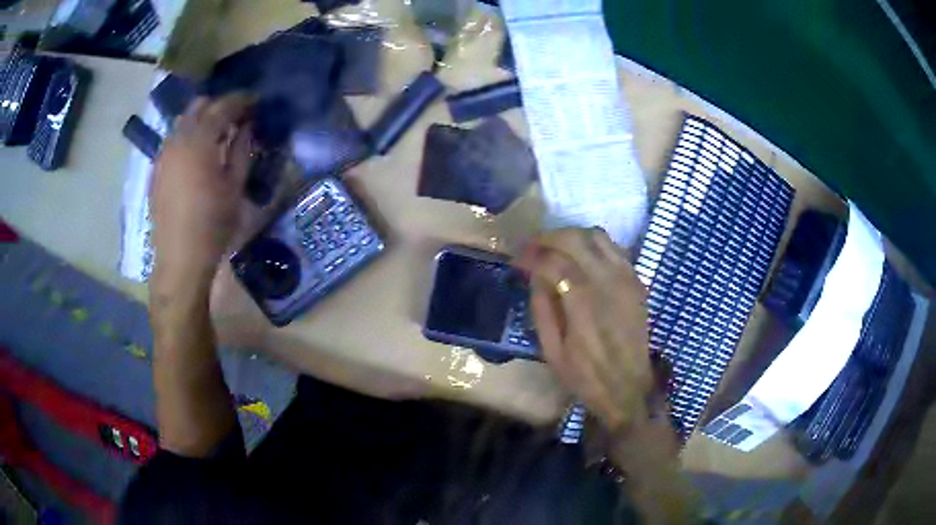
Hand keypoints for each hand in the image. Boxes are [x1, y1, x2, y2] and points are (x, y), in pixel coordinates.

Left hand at [150, 94, 255, 287]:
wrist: (179, 259)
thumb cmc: (212, 224)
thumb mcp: (234, 186)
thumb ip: (241, 149)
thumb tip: (247, 126)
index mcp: (199, 140)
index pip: (222, 106)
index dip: (241, 100)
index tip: (256, 101)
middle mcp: (177, 139)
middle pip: (199, 106)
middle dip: (219, 106)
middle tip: (237, 117)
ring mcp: (163, 154)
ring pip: (183, 122)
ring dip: (202, 120)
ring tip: (218, 134)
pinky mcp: (157, 169)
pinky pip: (173, 140)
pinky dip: (188, 136)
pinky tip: (198, 153)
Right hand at [516, 228, 653, 433]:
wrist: (628, 387)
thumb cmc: (586, 375)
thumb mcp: (551, 349)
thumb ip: (541, 307)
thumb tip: (534, 274)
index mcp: (584, 302)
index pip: (553, 261)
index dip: (531, 254)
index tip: (517, 259)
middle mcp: (608, 281)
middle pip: (575, 238)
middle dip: (548, 237)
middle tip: (532, 248)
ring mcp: (627, 278)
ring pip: (597, 236)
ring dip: (571, 236)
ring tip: (555, 250)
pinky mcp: (636, 280)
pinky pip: (613, 248)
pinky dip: (593, 246)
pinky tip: (581, 259)